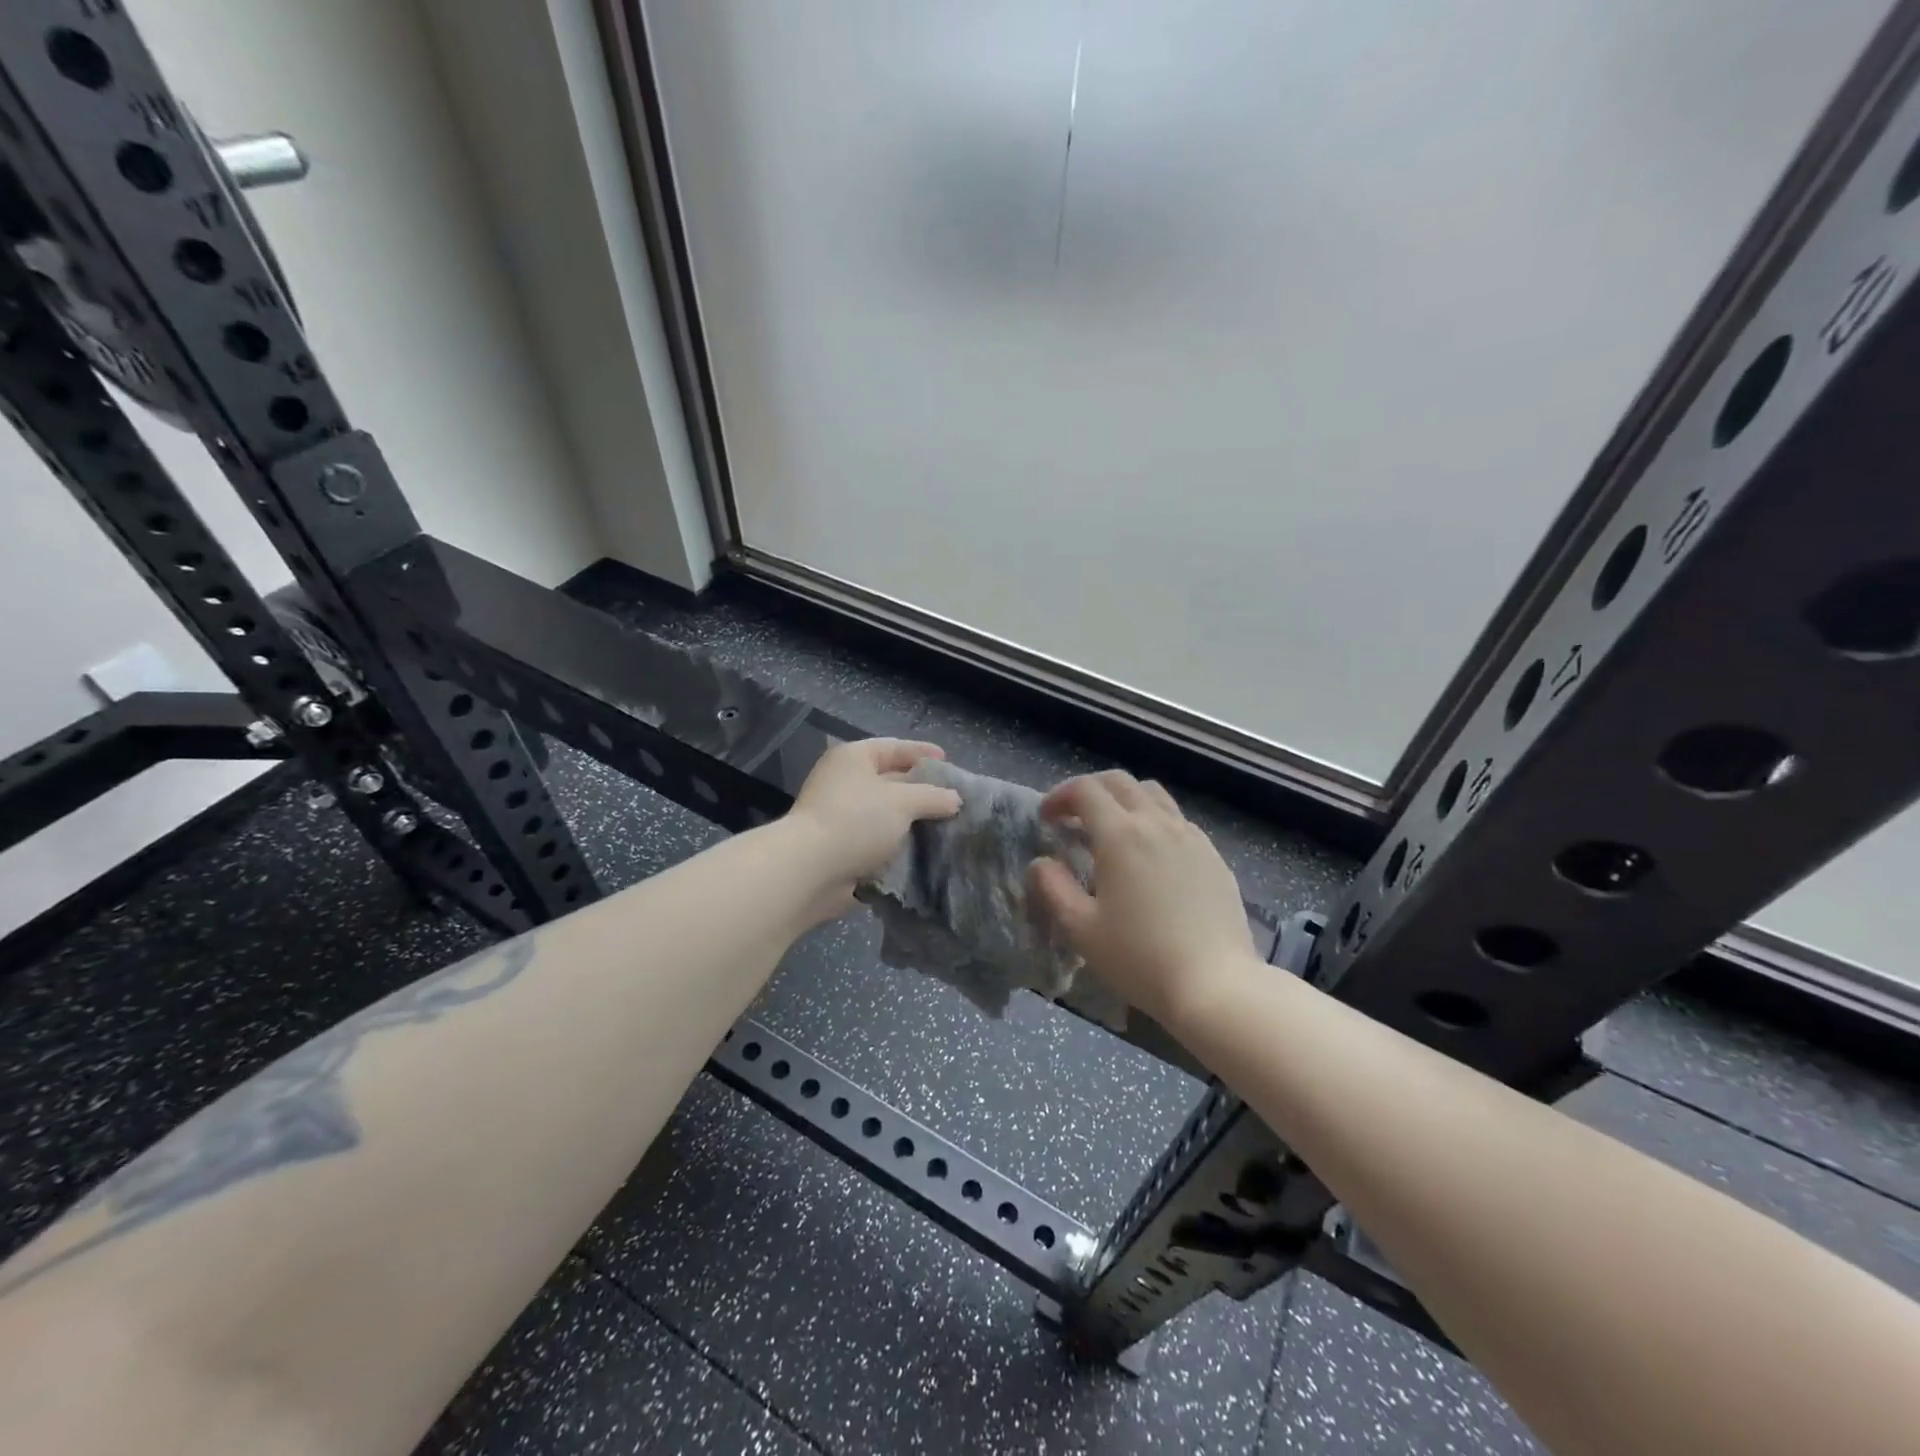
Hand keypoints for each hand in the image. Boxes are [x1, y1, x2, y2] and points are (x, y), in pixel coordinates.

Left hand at [781, 738, 961, 917]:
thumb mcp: (903, 801)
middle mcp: (844, 782)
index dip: (921, 752)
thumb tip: (955, 799)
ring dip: (911, 821)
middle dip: (921, 791)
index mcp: (853, 758)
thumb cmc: (856, 820)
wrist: (811, 870)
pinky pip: (877, 840)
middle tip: (952, 800)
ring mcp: (840, 816)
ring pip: (885, 814)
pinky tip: (924, 851)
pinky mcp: (841, 847)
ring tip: (946, 828)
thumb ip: (933, 797)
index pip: (893, 747)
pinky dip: (898, 845)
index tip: (948, 762)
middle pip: (890, 780)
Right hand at [1028, 771, 1255, 1024]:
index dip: (1059, 796)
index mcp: (1120, 834)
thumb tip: (1041, 863)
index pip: (1085, 790)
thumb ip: (1053, 888)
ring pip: (1153, 795)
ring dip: (1124, 801)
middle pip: (1119, 782)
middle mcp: (1157, 823)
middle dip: (1090, 791)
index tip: (1046, 819)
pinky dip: (1154, 822)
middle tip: (1073, 819)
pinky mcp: (1213, 856)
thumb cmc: (1139, 958)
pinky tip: (1150, 857)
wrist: (1216, 984)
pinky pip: (1178, 820)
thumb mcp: (1081, 929)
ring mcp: (1190, 836)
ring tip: (1112, 832)